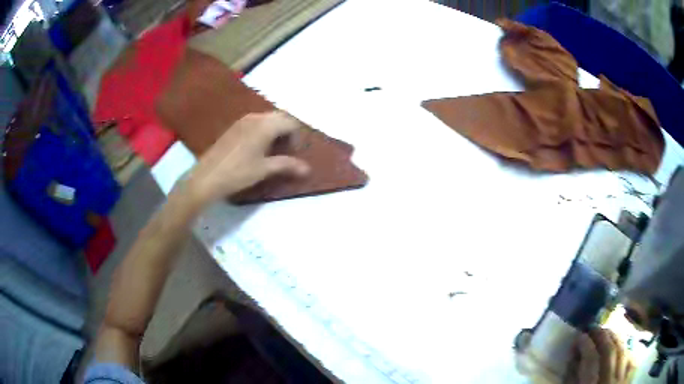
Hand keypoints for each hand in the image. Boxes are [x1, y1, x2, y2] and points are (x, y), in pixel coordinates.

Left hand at [185, 111, 310, 206]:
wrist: (207, 177)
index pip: (291, 122)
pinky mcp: (234, 127)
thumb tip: (308, 169)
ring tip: (274, 151)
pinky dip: (264, 131)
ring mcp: (243, 121)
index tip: (295, 154)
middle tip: (288, 150)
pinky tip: (258, 149)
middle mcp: (255, 117)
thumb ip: (287, 165)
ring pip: (267, 119)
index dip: (297, 137)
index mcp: (265, 125)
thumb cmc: (238, 173)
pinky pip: (256, 122)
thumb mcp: (264, 169)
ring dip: (276, 131)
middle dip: (288, 131)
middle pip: (280, 117)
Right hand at [565, 328, 634, 383]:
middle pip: (609, 351)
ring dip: (616, 338)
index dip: (585, 344)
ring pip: (623, 352)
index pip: (590, 359)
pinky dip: (628, 351)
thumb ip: (572, 381)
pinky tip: (623, 346)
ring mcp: (621, 380)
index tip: (580, 335)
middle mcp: (608, 381)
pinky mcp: (628, 380)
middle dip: (602, 335)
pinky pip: (631, 360)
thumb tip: (573, 359)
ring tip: (609, 332)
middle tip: (594, 327)